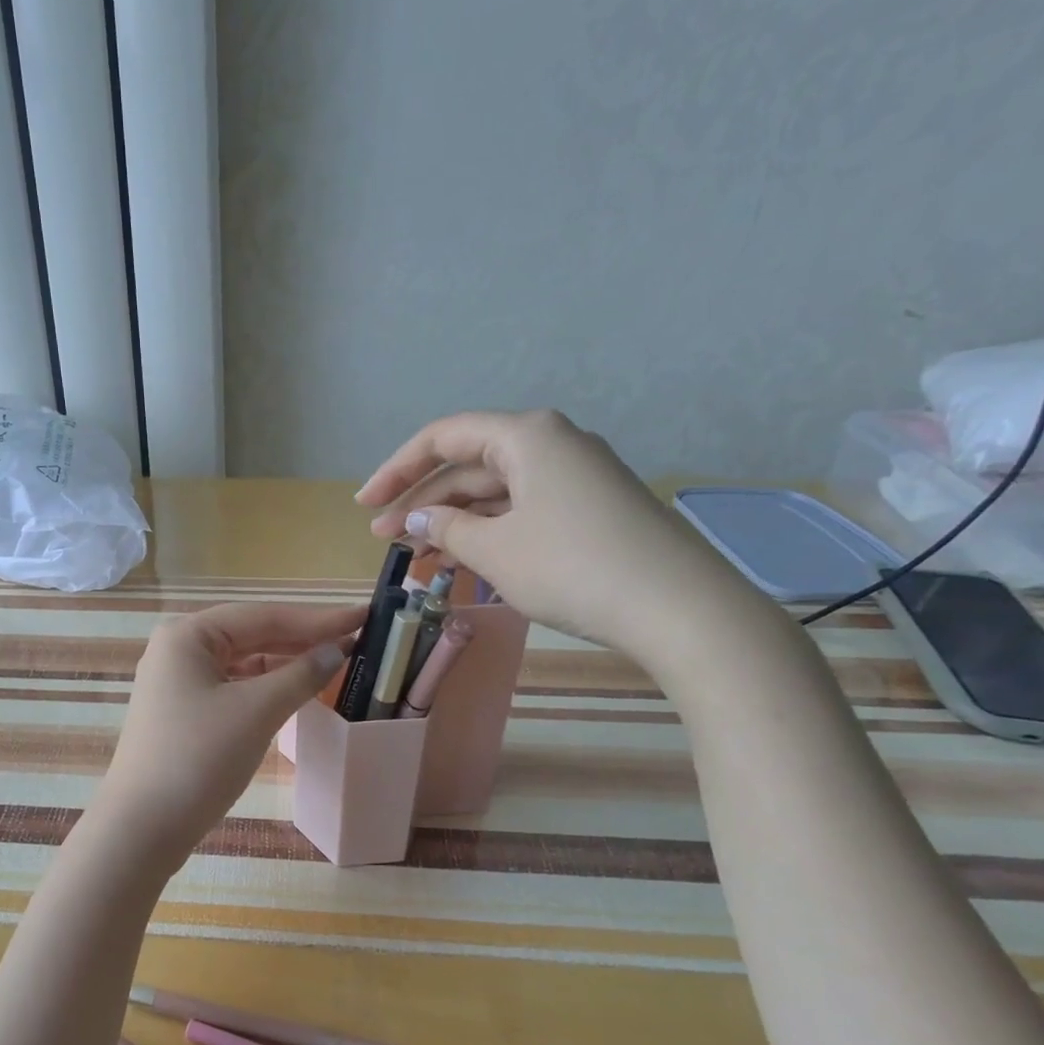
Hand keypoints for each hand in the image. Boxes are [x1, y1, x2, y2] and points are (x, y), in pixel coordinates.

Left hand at [88, 601, 364, 873]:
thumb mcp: (256, 711)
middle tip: (357, 638)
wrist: (142, 828)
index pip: (263, 616)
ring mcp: (178, 682)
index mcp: (188, 635)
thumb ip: (300, 675)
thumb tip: (336, 651)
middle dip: (303, 638)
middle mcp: (178, 649)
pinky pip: (233, 688)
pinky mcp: (183, 713)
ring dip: (285, 663)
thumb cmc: (198, 758)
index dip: (317, 618)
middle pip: (251, 635)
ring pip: (243, 663)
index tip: (364, 615)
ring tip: (333, 663)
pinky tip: (294, 692)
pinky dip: (265, 688)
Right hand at [354, 410, 775, 670]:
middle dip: (423, 503)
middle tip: (385, 541)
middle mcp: (552, 445)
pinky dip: (488, 533)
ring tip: (416, 558)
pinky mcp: (589, 510)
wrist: (678, 608)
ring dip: (452, 523)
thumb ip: (447, 528)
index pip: (443, 438)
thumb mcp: (495, 550)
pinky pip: (522, 511)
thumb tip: (418, 518)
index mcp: (526, 436)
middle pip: (469, 466)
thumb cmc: (573, 567)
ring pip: (495, 493)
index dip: (396, 470)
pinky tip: (462, 562)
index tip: (364, 506)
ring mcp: (575, 478)